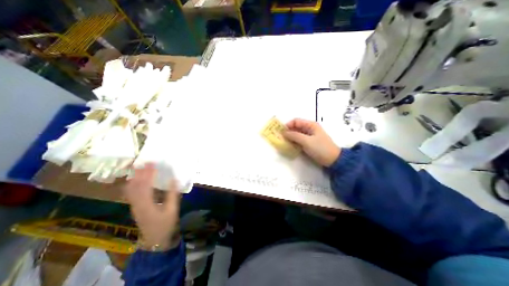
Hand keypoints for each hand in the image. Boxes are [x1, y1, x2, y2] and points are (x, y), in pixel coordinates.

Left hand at [123, 163, 181, 250]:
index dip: (148, 173)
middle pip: (135, 186)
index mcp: (147, 204)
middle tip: (145, 162)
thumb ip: (173, 194)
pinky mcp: (135, 207)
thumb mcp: (172, 209)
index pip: (145, 185)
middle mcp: (137, 204)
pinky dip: (132, 184)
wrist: (155, 240)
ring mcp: (134, 206)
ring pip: (130, 189)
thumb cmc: (166, 224)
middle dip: (140, 173)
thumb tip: (174, 179)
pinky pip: (130, 193)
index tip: (153, 163)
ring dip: (135, 177)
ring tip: (139, 168)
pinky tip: (136, 180)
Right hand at [282, 118, 340, 166]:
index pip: (296, 121)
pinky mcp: (309, 143)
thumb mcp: (306, 141)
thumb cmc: (320, 148)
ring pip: (296, 134)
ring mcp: (309, 136)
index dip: (288, 125)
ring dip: (290, 137)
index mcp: (310, 125)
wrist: (333, 160)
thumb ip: (294, 136)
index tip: (281, 131)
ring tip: (284, 142)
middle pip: (296, 127)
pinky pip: (299, 140)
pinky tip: (290, 145)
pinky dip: (294, 142)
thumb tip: (284, 133)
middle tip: (280, 137)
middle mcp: (309, 129)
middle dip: (288, 131)